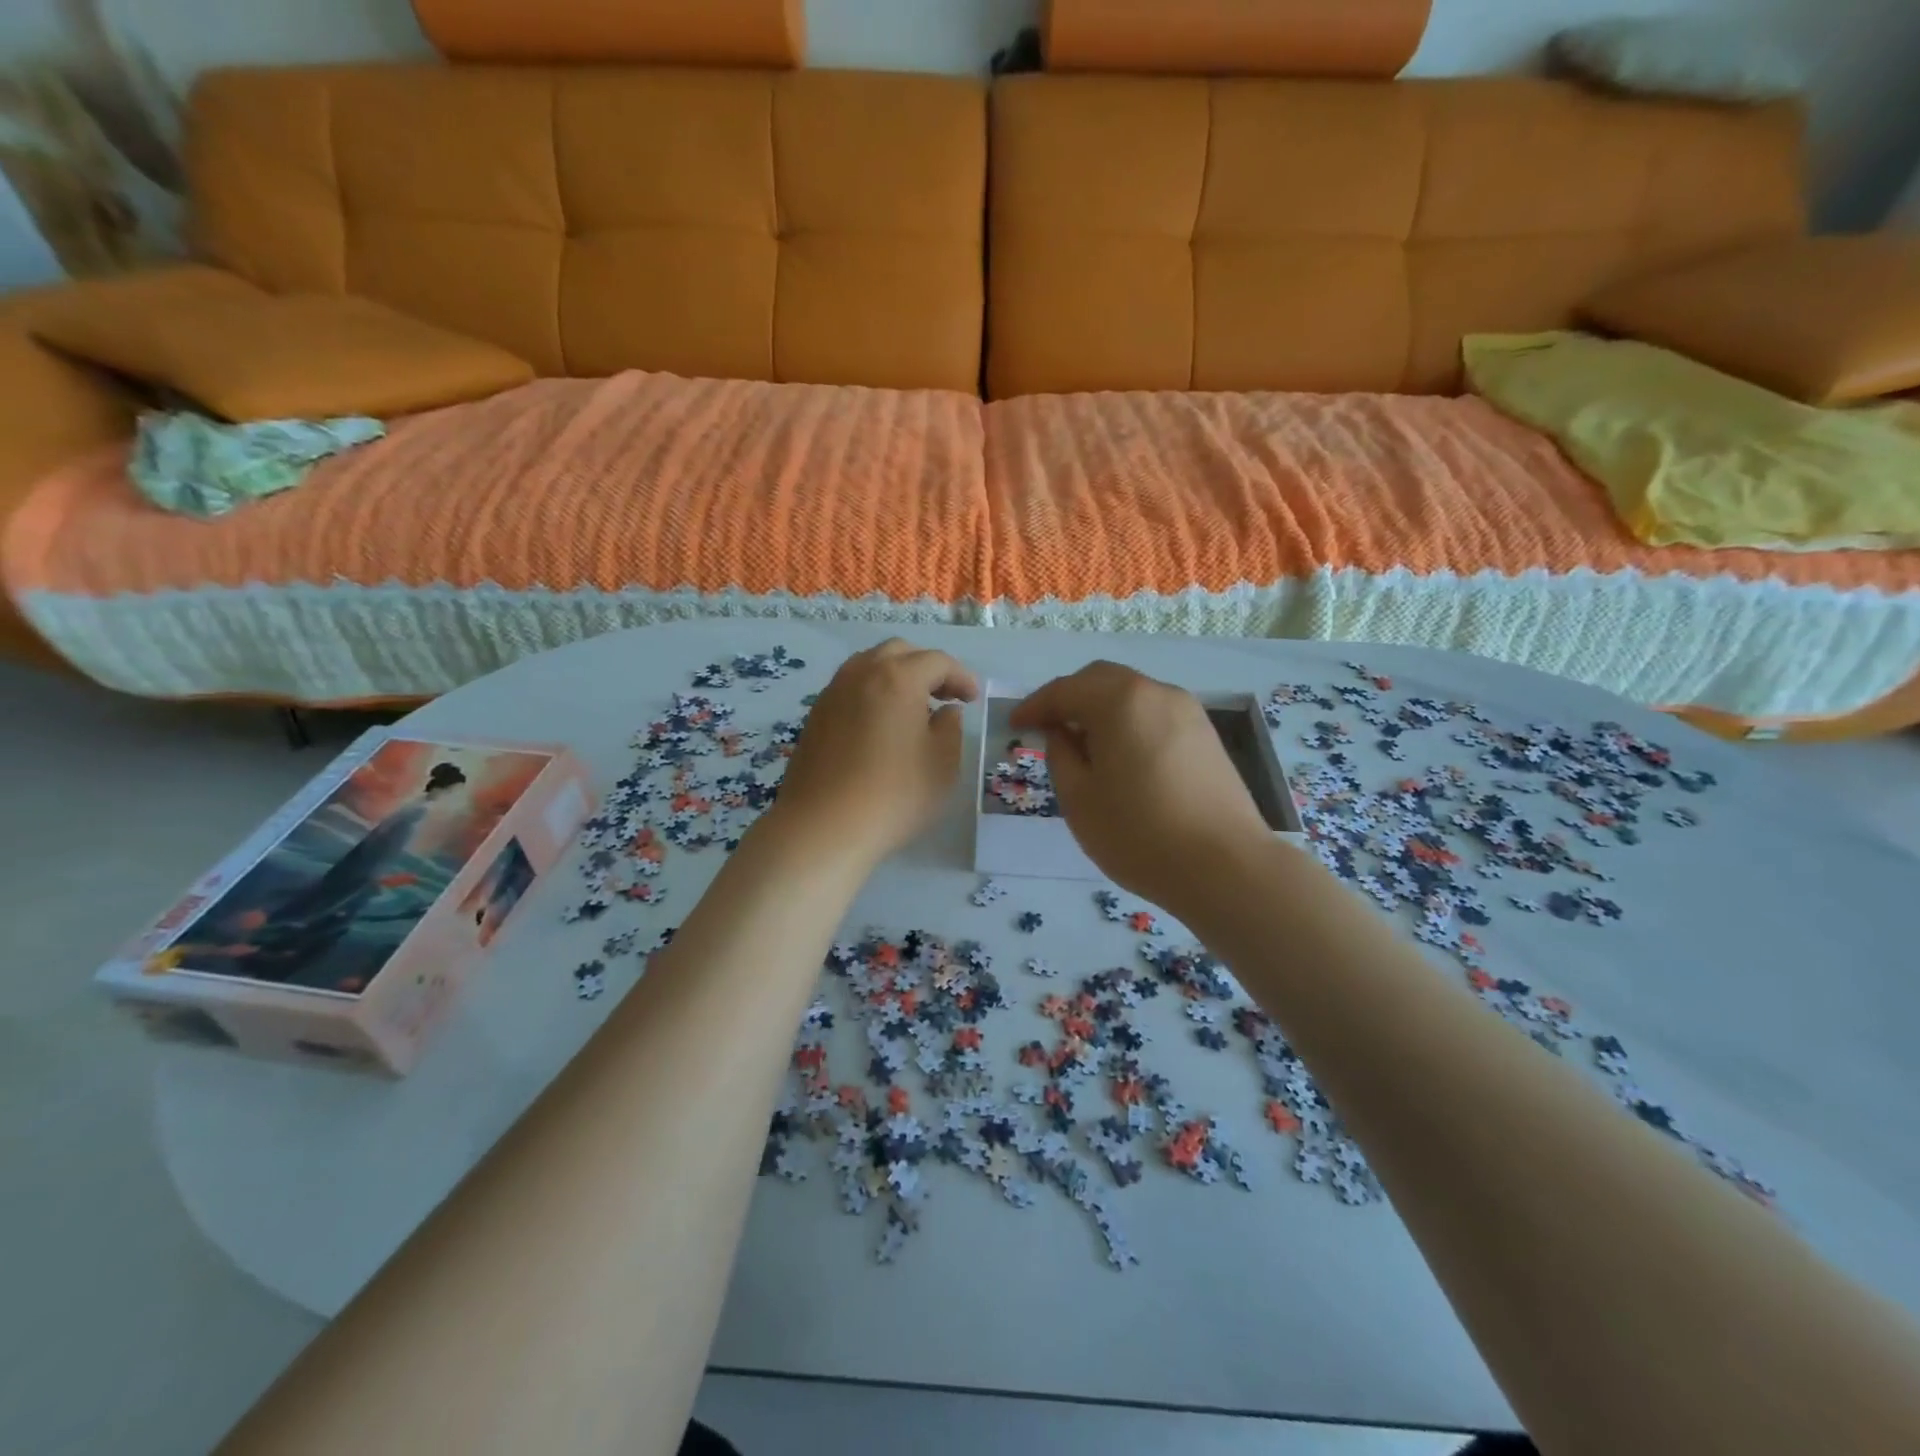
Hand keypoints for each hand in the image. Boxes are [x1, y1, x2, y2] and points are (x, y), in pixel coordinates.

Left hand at [769, 639, 978, 869]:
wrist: (824, 827)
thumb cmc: (894, 794)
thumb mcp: (943, 764)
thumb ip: (950, 728)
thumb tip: (944, 712)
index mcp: (897, 678)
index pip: (936, 661)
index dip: (961, 676)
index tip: (972, 699)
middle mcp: (861, 674)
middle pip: (899, 652)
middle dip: (926, 668)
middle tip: (944, 696)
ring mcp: (832, 693)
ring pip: (869, 666)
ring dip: (896, 676)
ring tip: (912, 708)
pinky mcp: (815, 716)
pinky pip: (850, 688)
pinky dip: (872, 693)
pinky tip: (881, 725)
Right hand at [1011, 662, 1268, 912]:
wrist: (1224, 866)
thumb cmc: (1139, 833)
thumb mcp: (1079, 798)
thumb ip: (1060, 755)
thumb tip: (1061, 732)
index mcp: (1120, 701)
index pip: (1065, 690)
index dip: (1035, 706)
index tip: (1014, 725)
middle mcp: (1156, 692)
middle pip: (1101, 680)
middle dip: (1069, 698)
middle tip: (1046, 728)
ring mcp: (1188, 711)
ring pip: (1131, 695)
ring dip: (1100, 710)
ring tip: (1082, 745)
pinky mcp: (1206, 735)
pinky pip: (1154, 714)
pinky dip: (1128, 723)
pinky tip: (1121, 757)